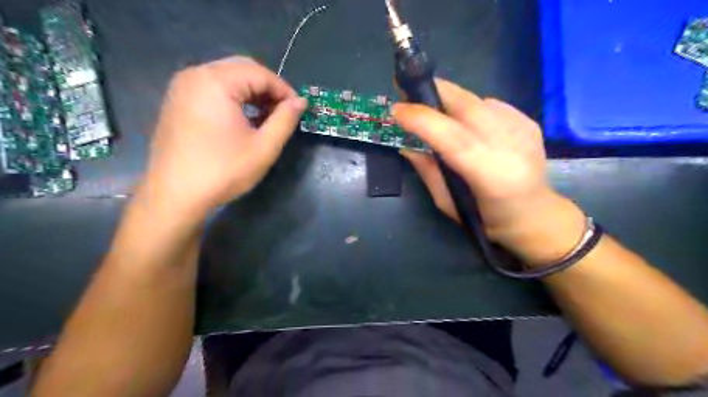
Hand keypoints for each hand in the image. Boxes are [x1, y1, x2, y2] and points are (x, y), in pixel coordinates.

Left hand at [140, 55, 305, 219]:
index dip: (284, 90)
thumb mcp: (264, 147)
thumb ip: (285, 120)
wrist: (175, 195)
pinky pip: (212, 88)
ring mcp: (182, 87)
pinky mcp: (177, 101)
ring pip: (227, 77)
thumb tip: (301, 102)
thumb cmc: (223, 171)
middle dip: (268, 88)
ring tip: (266, 117)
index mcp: (216, 82)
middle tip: (284, 112)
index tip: (298, 110)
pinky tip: (243, 119)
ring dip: (252, 93)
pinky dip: (233, 98)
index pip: (260, 74)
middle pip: (242, 69)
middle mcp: (195, 75)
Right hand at [393, 80, 574, 249]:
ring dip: (449, 99)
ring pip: (478, 100)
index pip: (453, 137)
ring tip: (433, 107)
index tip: (396, 109)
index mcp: (489, 175)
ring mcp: (523, 130)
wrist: (534, 215)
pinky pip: (491, 104)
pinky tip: (464, 121)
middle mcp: (510, 147)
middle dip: (434, 92)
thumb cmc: (486, 219)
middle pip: (468, 106)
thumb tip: (405, 145)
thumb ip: (427, 171)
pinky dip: (469, 107)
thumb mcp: (447, 203)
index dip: (423, 119)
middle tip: (408, 88)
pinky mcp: (529, 122)